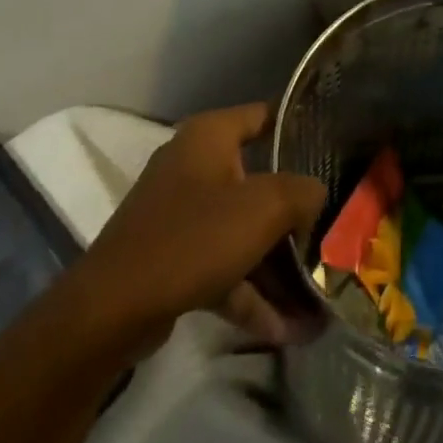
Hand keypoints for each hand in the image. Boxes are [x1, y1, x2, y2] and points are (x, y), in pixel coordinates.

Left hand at [63, 103, 325, 356]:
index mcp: (210, 136)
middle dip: (295, 210)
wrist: (110, 313)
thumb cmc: (194, 237)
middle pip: (258, 179)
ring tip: (315, 296)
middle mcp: (193, 165)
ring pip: (241, 230)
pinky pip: (221, 266)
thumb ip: (304, 192)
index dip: (298, 126)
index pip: (264, 115)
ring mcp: (179, 215)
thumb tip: (316, 196)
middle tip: (331, 226)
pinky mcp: (170, 259)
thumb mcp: (265, 207)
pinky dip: (249, 291)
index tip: (332, 145)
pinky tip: (283, 327)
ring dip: (276, 263)